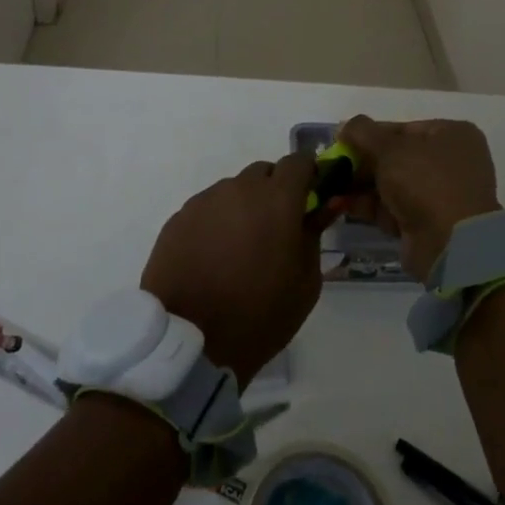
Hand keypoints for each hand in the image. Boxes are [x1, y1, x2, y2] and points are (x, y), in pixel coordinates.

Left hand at [141, 154, 328, 388]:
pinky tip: (213, 258)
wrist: (190, 343)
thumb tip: (325, 203)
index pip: (299, 162)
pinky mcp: (178, 218)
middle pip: (264, 173)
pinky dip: (217, 223)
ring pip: (234, 190)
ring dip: (244, 207)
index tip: (311, 198)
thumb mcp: (306, 281)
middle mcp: (239, 188)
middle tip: (276, 230)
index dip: (308, 175)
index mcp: (277, 199)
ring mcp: (205, 201)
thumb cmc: (260, 315)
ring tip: (240, 250)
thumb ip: (315, 233)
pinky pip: (207, 209)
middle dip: (275, 192)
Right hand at [336, 116, 501, 278]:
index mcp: (451, 135)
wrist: (451, 243)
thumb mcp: (389, 148)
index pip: (403, 128)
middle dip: (362, 163)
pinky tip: (342, 205)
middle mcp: (451, 162)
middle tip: (333, 167)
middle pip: (396, 157)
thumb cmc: (425, 181)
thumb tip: (344, 126)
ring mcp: (441, 194)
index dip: (369, 135)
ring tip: (331, 186)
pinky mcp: (429, 223)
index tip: (341, 142)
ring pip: (393, 184)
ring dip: (361, 185)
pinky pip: (395, 207)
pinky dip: (370, 206)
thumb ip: (362, 132)